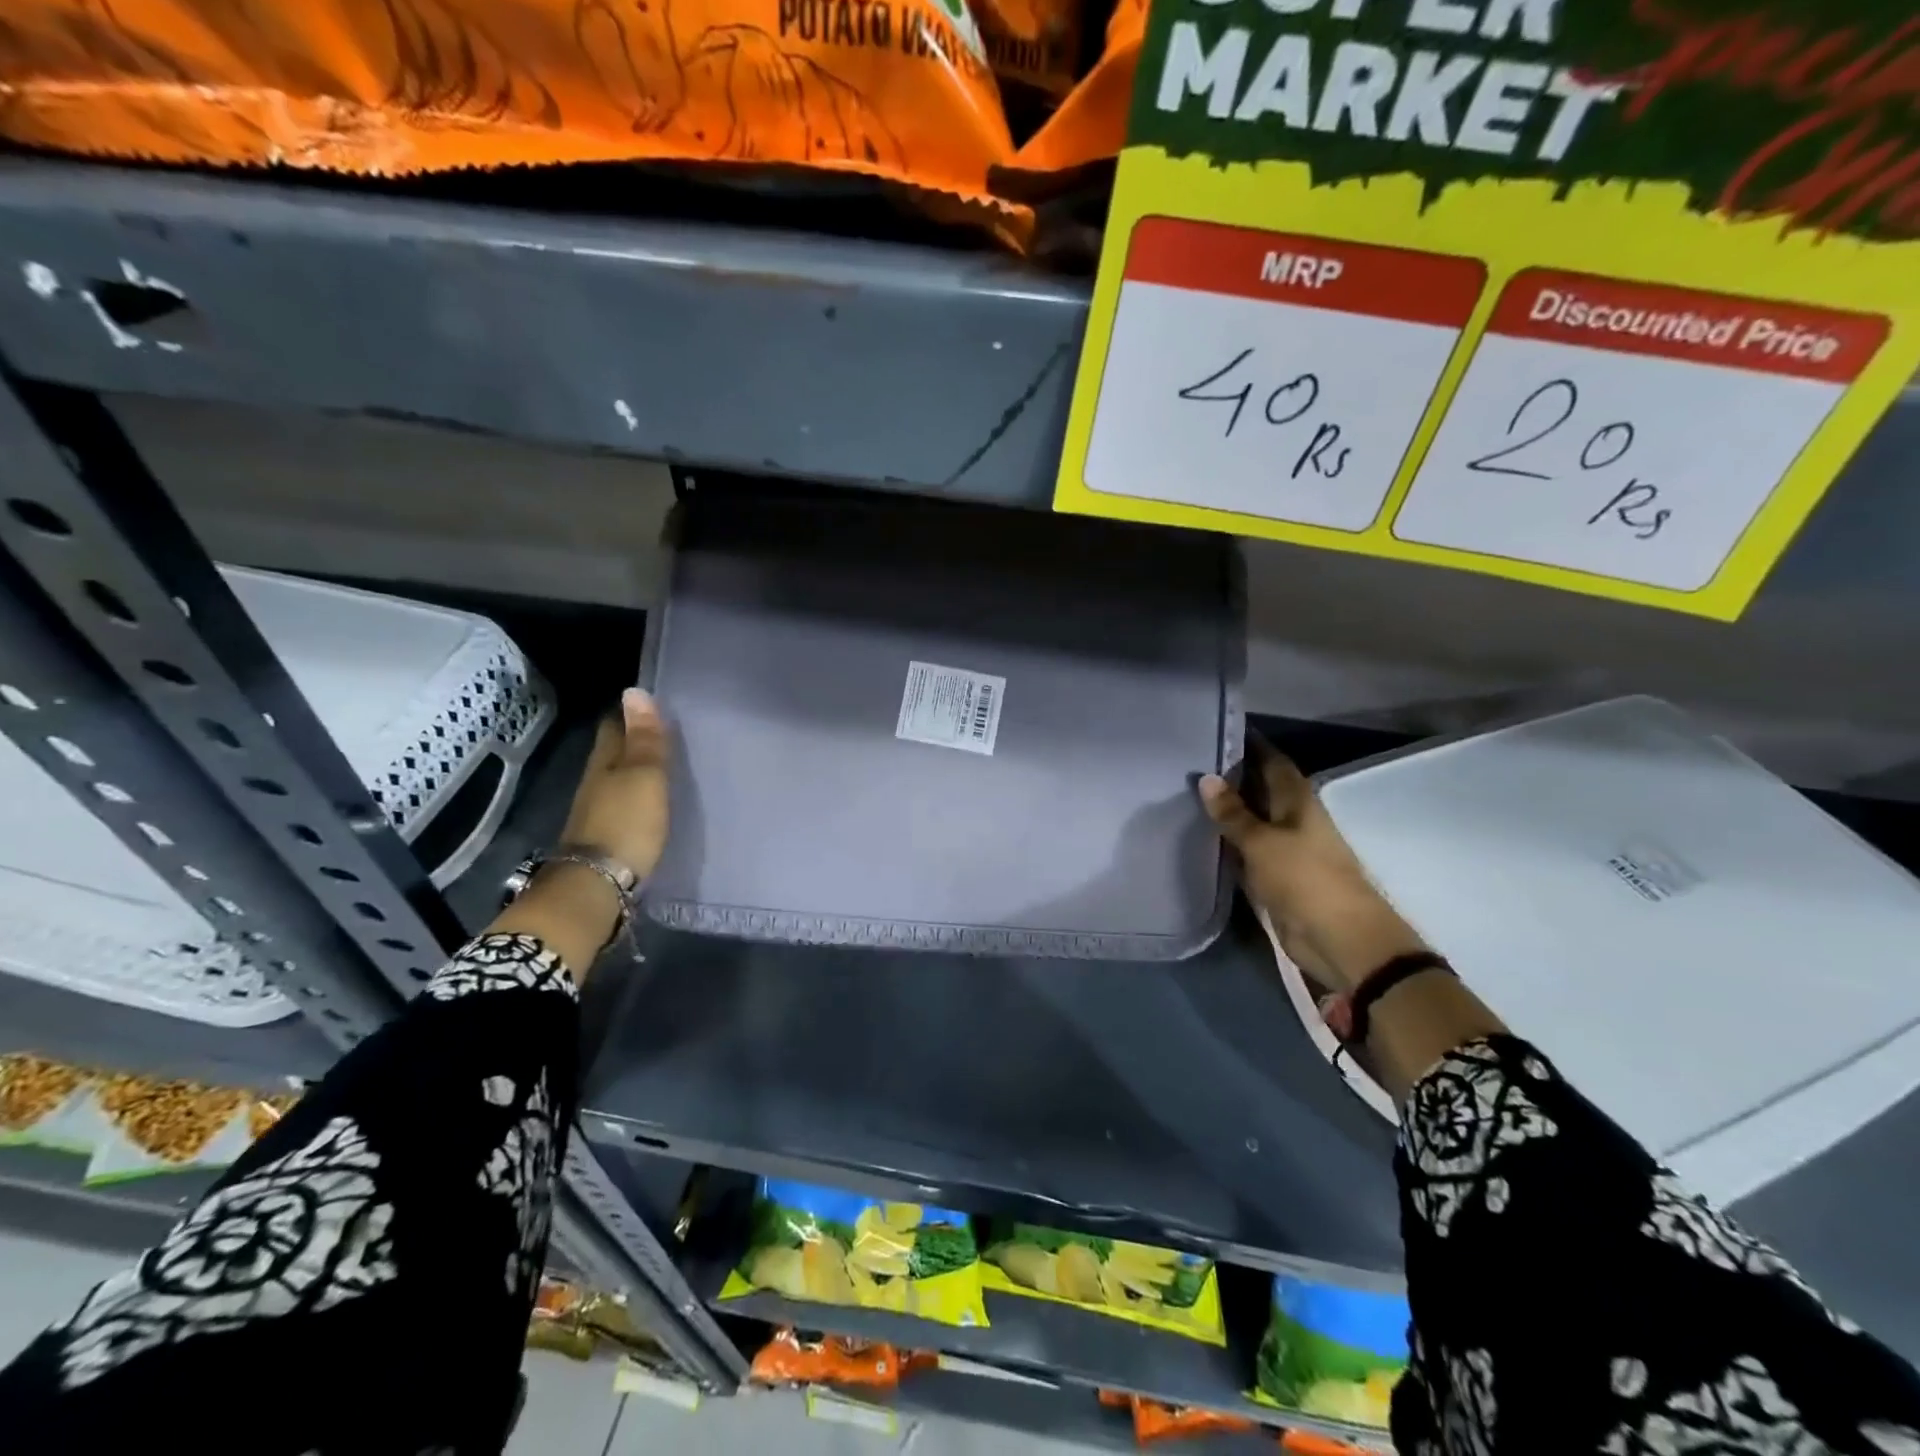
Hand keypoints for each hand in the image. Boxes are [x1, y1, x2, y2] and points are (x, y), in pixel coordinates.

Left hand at [559, 688, 671, 880]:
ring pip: (619, 777)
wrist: (598, 884)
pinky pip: (625, 802)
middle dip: (637, 739)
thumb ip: (645, 739)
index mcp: (605, 760)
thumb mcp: (645, 776)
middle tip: (669, 732)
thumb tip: (634, 691)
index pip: (616, 725)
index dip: (633, 713)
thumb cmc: (626, 823)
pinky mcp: (607, 834)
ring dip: (638, 768)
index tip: (658, 705)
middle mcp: (597, 780)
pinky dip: (639, 795)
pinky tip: (655, 799)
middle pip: (615, 751)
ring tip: (668, 763)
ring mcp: (599, 809)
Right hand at [1198, 741, 1426, 992]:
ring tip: (1182, 793)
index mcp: (1297, 800)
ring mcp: (1283, 848)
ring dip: (1225, 811)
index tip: (1215, 730)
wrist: (1338, 939)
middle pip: (1258, 789)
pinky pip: (1244, 851)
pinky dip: (1225, 842)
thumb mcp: (1262, 841)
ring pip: (1249, 821)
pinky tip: (1197, 835)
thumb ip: (1233, 812)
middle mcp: (1291, 818)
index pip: (1271, 760)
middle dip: (1229, 777)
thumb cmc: (1305, 879)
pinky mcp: (1274, 876)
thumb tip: (1205, 777)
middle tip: (1186, 761)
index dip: (1248, 745)